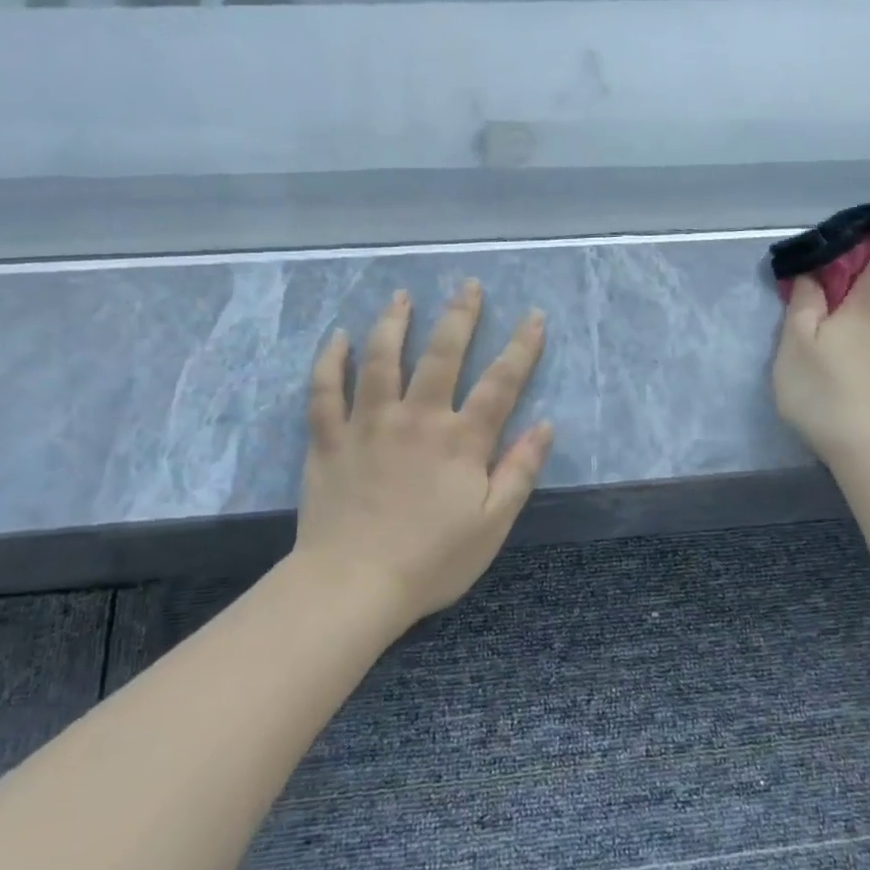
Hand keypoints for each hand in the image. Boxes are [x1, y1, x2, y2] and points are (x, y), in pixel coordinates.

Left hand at [292, 282, 553, 627]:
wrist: (354, 585)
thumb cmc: (432, 560)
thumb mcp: (493, 524)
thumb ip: (519, 471)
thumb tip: (544, 425)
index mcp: (461, 440)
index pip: (500, 382)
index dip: (521, 347)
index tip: (533, 316)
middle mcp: (417, 418)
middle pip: (442, 354)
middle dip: (460, 316)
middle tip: (468, 284)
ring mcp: (368, 423)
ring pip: (381, 359)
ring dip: (393, 322)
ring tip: (402, 296)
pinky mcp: (329, 439)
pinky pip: (325, 390)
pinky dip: (330, 361)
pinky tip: (337, 337)